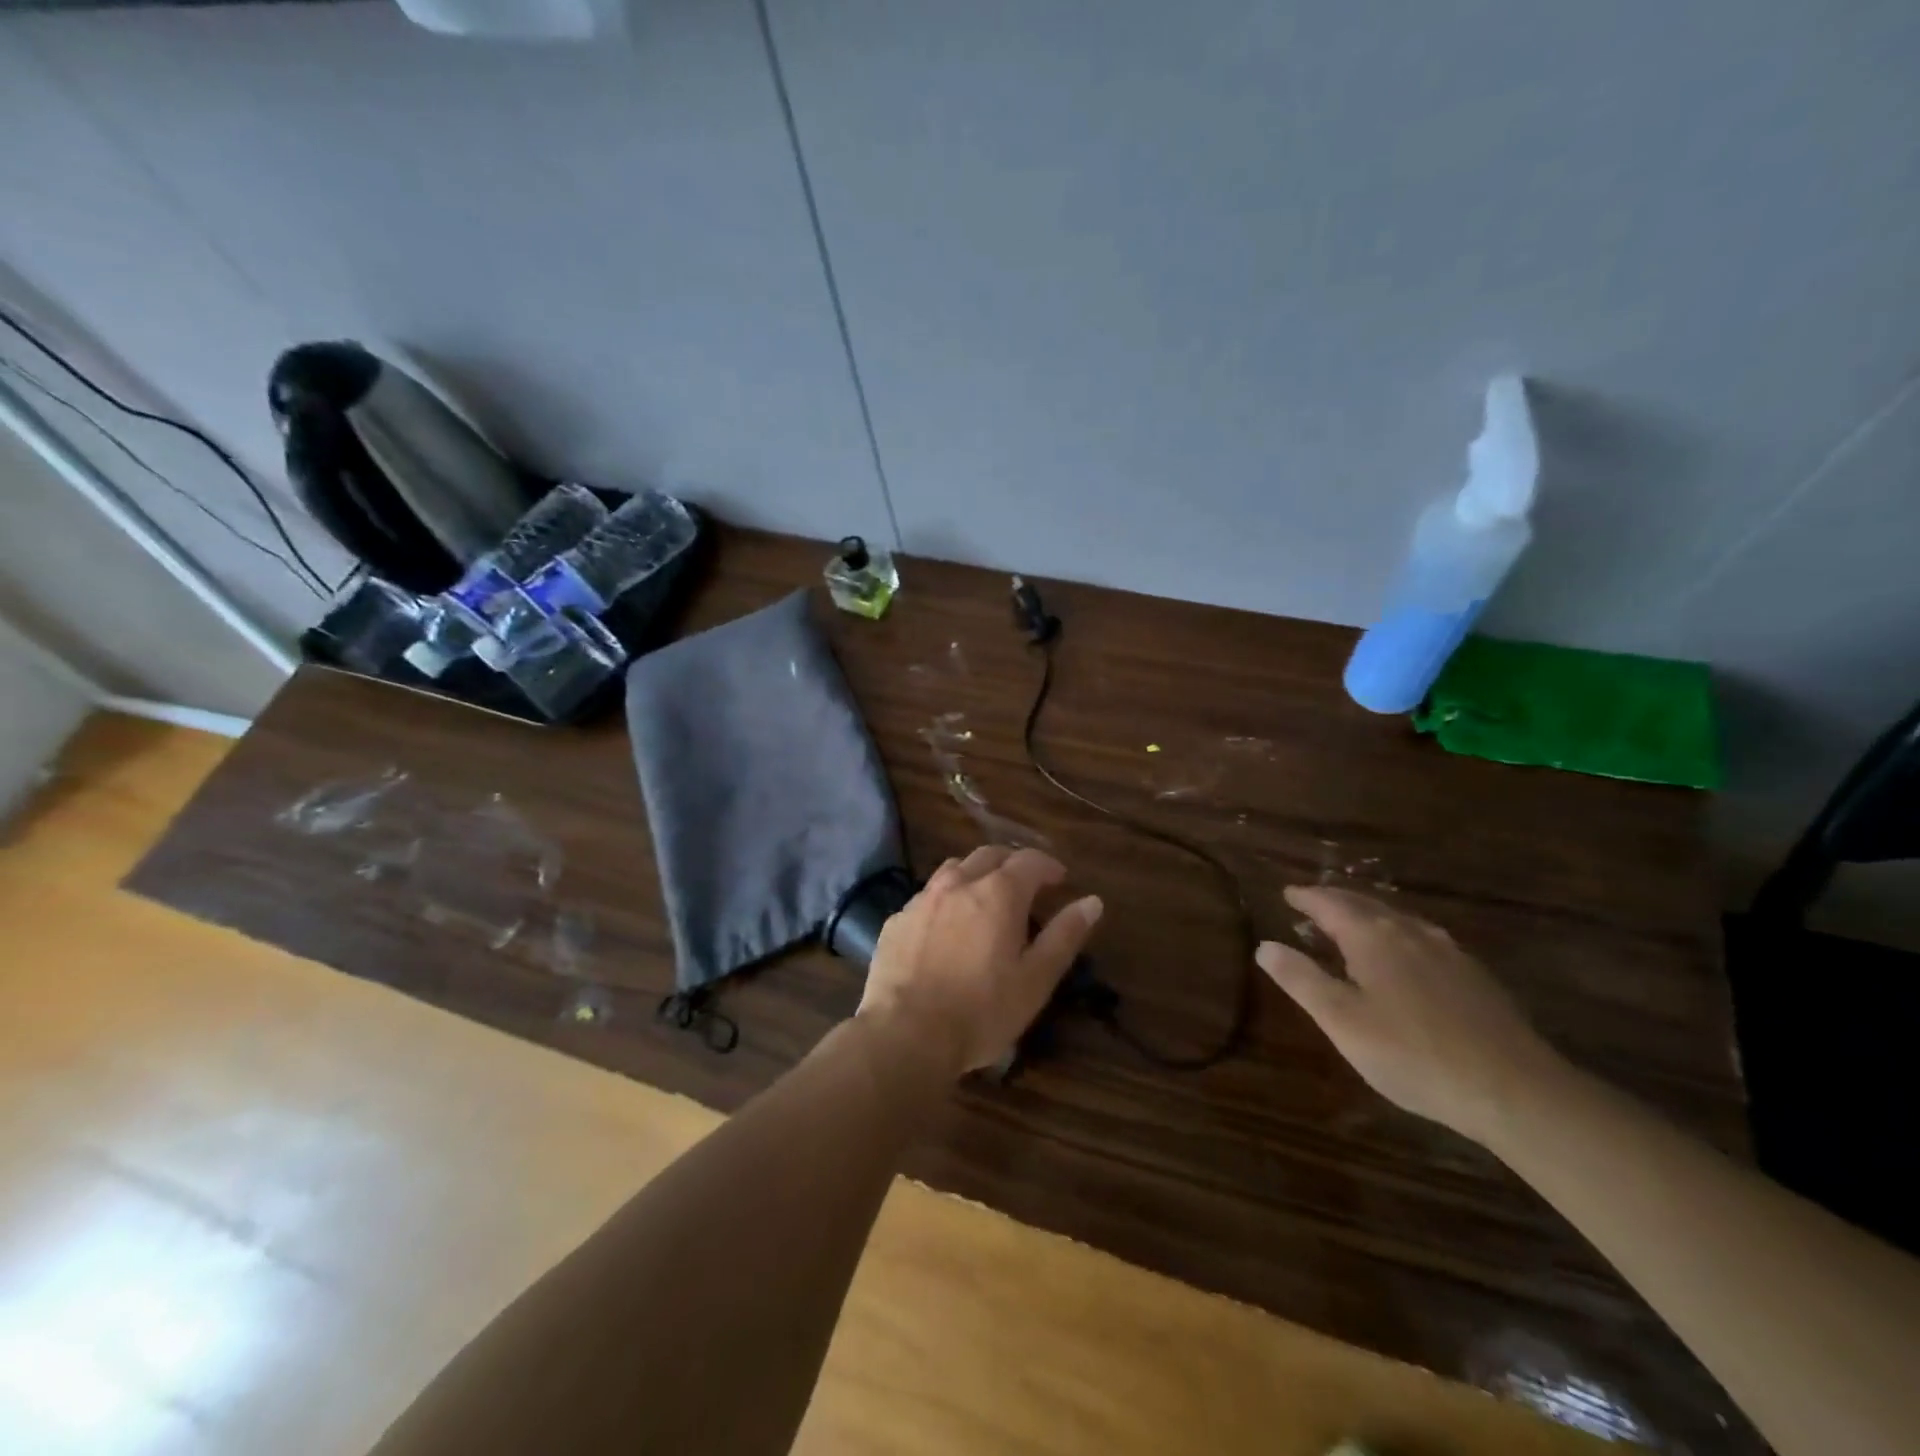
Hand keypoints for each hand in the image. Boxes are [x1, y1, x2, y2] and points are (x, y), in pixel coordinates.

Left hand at [858, 847, 1103, 1077]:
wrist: (906, 1034)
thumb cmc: (982, 1010)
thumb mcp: (1036, 979)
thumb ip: (1065, 936)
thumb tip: (1092, 901)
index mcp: (998, 893)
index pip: (1029, 860)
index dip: (1048, 866)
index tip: (1060, 879)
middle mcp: (958, 884)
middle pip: (989, 855)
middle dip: (1012, 863)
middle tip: (1026, 884)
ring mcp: (922, 900)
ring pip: (953, 869)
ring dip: (975, 874)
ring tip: (985, 898)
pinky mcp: (896, 921)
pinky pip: (926, 897)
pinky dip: (945, 901)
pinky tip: (945, 927)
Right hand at [1257, 887, 1568, 1142]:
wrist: (1515, 1090)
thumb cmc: (1413, 1053)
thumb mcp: (1342, 1020)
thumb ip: (1301, 980)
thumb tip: (1265, 945)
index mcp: (1372, 937)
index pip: (1330, 904)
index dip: (1306, 898)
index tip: (1287, 893)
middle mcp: (1409, 932)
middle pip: (1365, 905)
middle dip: (1335, 900)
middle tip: (1313, 902)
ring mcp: (1448, 952)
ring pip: (1398, 919)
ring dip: (1369, 915)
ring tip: (1353, 922)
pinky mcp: (1475, 976)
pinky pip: (1423, 938)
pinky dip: (1398, 934)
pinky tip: (1405, 955)